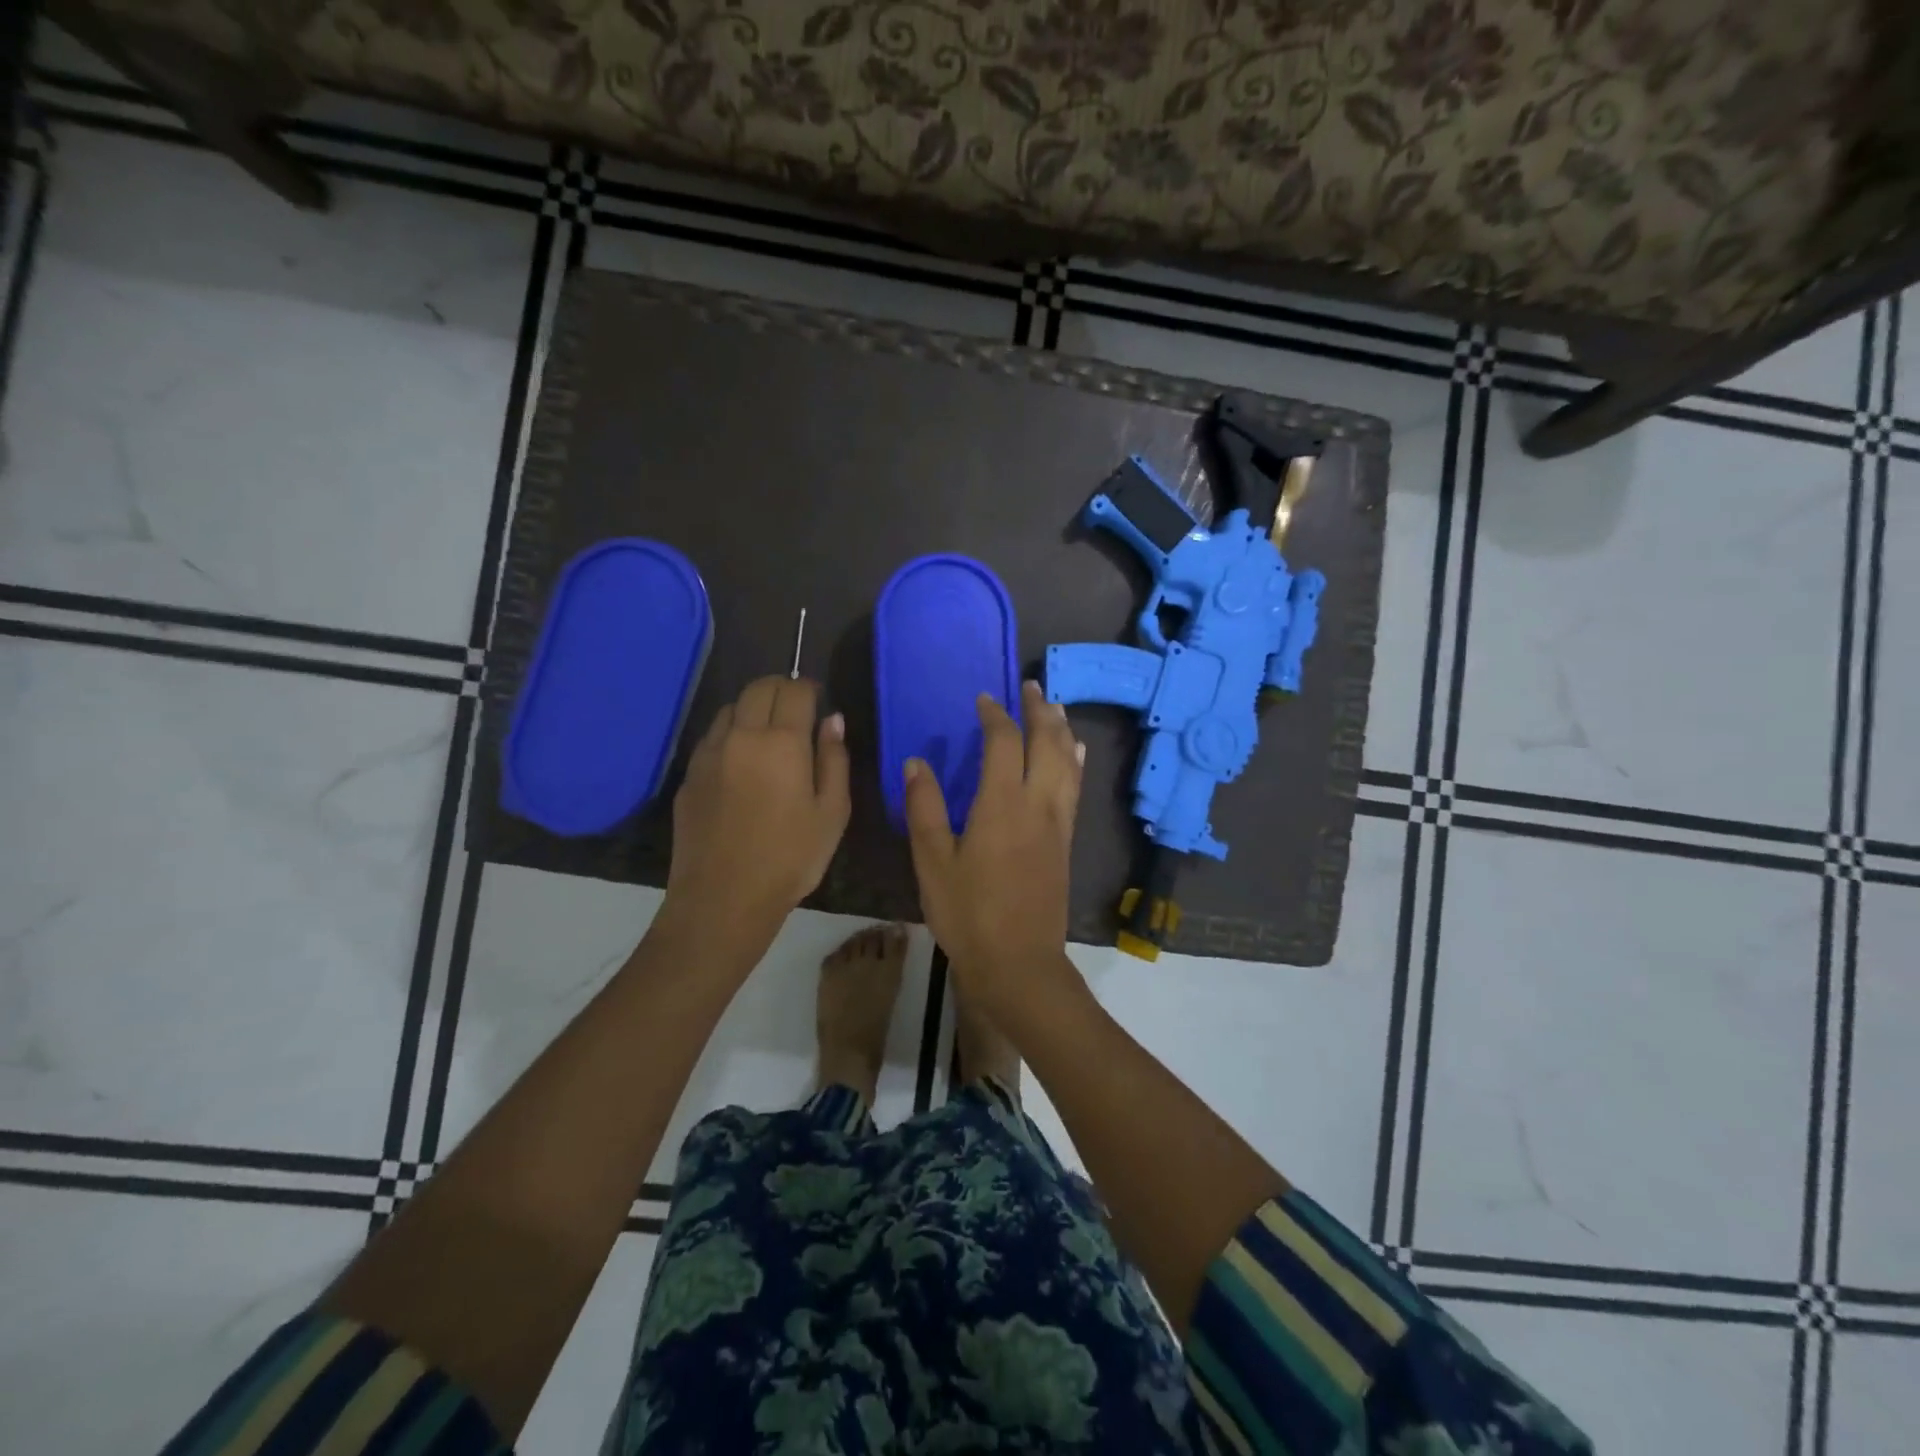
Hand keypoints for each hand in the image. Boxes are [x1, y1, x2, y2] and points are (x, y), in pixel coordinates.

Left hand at [661, 676, 849, 956]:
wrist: (724, 898)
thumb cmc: (791, 858)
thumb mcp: (832, 812)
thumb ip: (835, 759)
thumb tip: (832, 720)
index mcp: (782, 742)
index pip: (794, 690)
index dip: (810, 689)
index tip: (818, 701)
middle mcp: (741, 736)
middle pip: (758, 688)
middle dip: (781, 688)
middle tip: (796, 709)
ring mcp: (709, 754)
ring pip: (730, 707)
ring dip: (752, 708)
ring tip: (768, 734)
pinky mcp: (689, 775)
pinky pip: (712, 736)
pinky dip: (731, 733)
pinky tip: (742, 761)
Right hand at [903, 681, 1084, 1023]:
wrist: (1018, 962)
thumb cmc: (968, 914)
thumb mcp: (932, 862)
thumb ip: (925, 808)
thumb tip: (916, 762)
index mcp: (1001, 804)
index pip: (1003, 742)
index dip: (994, 715)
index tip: (983, 700)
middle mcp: (1037, 804)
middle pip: (1047, 744)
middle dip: (1039, 711)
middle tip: (1031, 687)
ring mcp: (1057, 824)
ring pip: (1067, 763)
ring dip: (1061, 730)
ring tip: (1055, 708)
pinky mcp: (1065, 843)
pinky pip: (1074, 788)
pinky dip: (1074, 762)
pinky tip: (1074, 756)